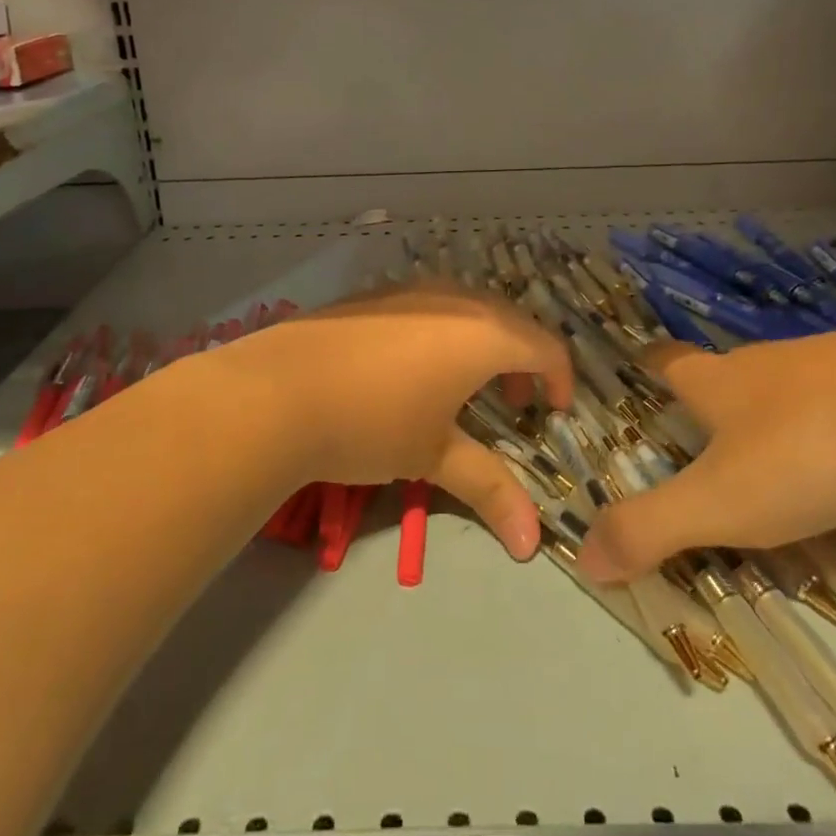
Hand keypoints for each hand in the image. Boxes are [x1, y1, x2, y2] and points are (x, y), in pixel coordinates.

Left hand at [215, 284, 574, 559]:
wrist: (276, 391)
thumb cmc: (372, 422)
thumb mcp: (433, 455)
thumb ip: (489, 488)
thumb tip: (532, 545)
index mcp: (484, 333)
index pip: (545, 347)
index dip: (559, 379)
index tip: (553, 413)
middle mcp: (455, 298)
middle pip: (511, 322)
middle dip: (521, 363)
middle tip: (510, 406)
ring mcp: (411, 290)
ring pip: (468, 309)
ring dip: (482, 344)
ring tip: (462, 388)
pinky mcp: (375, 294)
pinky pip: (431, 305)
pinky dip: (444, 332)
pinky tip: (412, 368)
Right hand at [577, 319, 835, 582]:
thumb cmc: (807, 446)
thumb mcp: (721, 501)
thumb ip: (650, 529)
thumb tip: (583, 558)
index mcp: (713, 381)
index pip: (664, 361)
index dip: (645, 364)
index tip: (635, 370)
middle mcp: (759, 364)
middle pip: (719, 374)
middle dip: (705, 401)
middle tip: (698, 443)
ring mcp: (823, 364)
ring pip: (779, 388)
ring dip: (767, 417)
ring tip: (771, 462)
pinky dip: (826, 423)